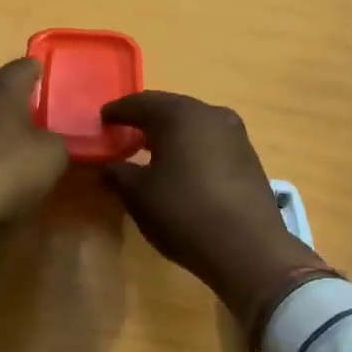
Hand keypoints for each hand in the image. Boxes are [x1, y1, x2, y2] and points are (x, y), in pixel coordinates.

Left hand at [0, 59, 69, 276]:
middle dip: (16, 102)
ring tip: (10, 149)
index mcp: (2, 85)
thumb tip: (47, 141)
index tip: (52, 90)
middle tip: (36, 123)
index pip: (27, 65)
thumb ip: (56, 140)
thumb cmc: (5, 169)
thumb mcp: (52, 157)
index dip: (42, 75)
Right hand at [101, 91, 323, 324]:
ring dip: (170, 134)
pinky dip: (190, 148)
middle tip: (123, 132)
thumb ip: (118, 173)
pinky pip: (210, 142)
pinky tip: (181, 168)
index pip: (140, 103)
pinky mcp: (248, 157)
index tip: (102, 119)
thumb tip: (110, 166)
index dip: (118, 111)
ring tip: (150, 152)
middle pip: (169, 109)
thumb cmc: (184, 212)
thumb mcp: (138, 195)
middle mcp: (209, 113)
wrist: (249, 248)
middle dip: (145, 119)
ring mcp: (234, 134)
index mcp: (179, 114)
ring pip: (192, 125)